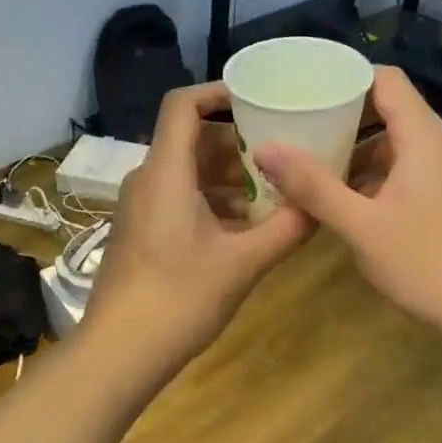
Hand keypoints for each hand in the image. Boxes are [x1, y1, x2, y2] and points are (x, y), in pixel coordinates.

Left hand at [84, 83, 313, 368]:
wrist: (119, 350)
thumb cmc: (179, 298)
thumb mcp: (243, 264)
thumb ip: (287, 229)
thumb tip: (322, 204)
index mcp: (166, 172)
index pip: (182, 104)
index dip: (219, 92)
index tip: (259, 100)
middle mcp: (147, 179)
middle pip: (191, 138)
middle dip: (238, 142)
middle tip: (282, 154)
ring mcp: (140, 206)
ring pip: (187, 171)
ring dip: (228, 176)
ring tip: (272, 193)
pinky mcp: (140, 231)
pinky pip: (178, 197)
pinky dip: (211, 200)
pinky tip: (244, 226)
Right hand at [254, 66, 441, 339]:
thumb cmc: (428, 262)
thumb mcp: (362, 226)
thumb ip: (313, 186)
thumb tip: (265, 148)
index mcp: (422, 137)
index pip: (384, 79)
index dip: (344, 77)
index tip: (303, 88)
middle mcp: (436, 144)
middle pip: (385, 108)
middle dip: (339, 116)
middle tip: (294, 125)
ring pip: (391, 143)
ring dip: (352, 149)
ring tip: (307, 161)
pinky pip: (400, 169)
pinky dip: (369, 174)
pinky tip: (339, 198)